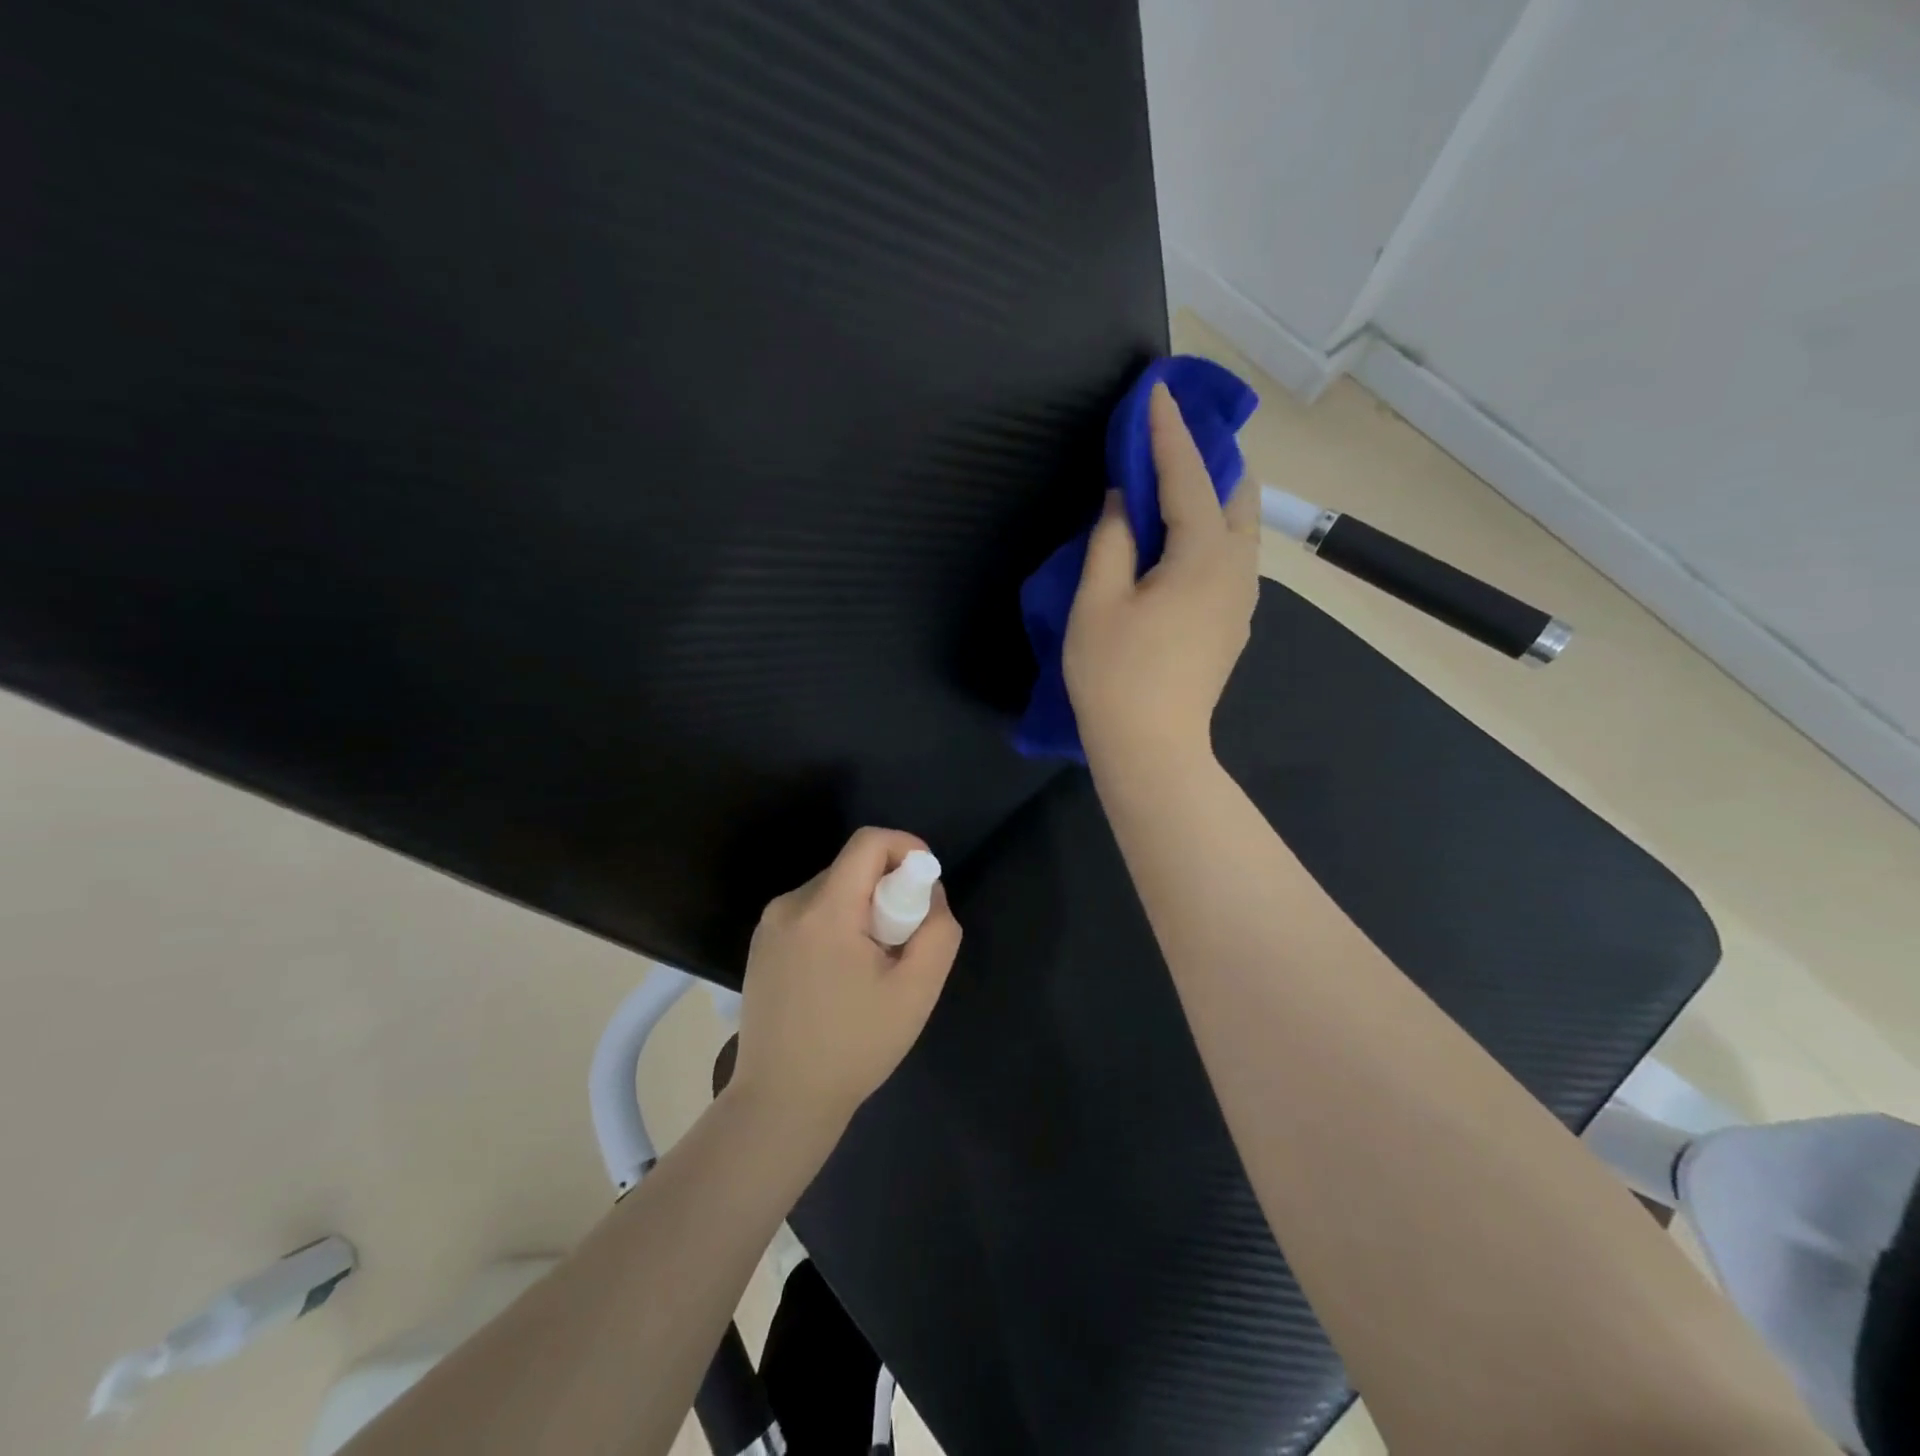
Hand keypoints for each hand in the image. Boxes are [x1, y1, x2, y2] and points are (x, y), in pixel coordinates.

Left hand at [731, 827, 962, 1135]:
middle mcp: (789, 905)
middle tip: (902, 943)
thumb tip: (930, 894)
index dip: (906, 848)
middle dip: (887, 891)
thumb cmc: (855, 1046)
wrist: (781, 1102)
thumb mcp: (916, 991)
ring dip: (863, 911)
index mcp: (824, 909)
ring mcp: (769, 926)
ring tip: (871, 968)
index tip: (926, 884)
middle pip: (851, 868)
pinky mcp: (761, 946)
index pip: (868, 842)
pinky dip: (838, 926)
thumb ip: (937, 931)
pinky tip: (841, 978)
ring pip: (832, 890)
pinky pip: (811, 913)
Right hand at [1064, 382, 1259, 770]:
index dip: (1168, 433)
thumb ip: (1112, 539)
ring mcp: (1242, 599)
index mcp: (1203, 557)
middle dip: (1208, 456)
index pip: (1188, 477)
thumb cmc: (1116, 675)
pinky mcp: (1233, 622)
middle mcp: (1237, 568)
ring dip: (1213, 493)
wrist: (1153, 748)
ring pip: (1240, 526)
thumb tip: (1125, 498)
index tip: (1157, 390)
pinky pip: (1231, 555)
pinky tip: (1182, 535)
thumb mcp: (1098, 601)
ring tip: (1178, 477)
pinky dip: (1212, 528)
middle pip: (1235, 493)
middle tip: (1173, 434)